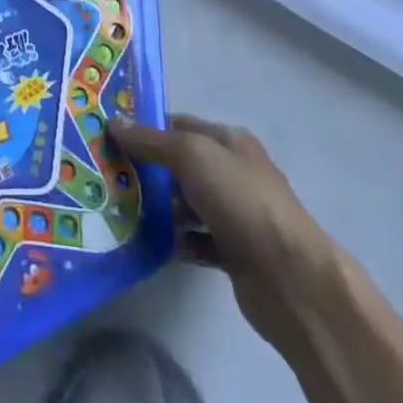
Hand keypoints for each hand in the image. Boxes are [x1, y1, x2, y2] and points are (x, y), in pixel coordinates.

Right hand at [111, 114, 332, 338]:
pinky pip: (198, 240)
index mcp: (229, 141)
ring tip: (125, 211)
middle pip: (182, 164)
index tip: (112, 138)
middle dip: (149, 170)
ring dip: (162, 208)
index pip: (180, 125)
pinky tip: (156, 244)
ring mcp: (237, 214)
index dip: (147, 128)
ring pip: (188, 203)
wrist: (291, 280)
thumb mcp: (191, 155)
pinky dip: (179, 241)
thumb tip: (115, 122)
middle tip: (111, 176)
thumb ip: (151, 140)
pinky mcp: (236, 253)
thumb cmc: (240, 200)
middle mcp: (235, 172)